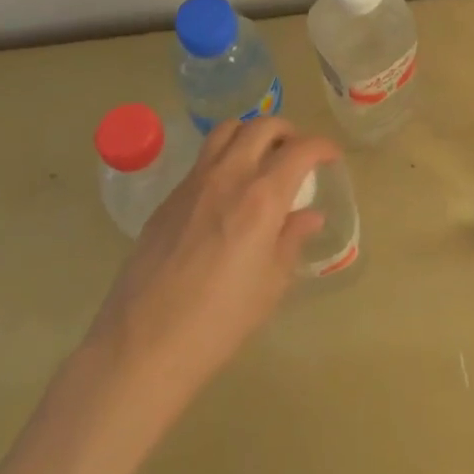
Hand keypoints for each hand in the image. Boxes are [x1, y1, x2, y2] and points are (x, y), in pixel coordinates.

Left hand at [85, 116, 337, 393]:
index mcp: (262, 197)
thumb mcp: (271, 285)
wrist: (142, 346)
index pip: (302, 149)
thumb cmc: (219, 322)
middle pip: (263, 126)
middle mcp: (229, 176)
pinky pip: (202, 159)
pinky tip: (226, 192)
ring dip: (251, 133)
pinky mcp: (168, 198)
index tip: (331, 157)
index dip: (323, 146)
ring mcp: (194, 183)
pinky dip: (224, 157)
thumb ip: (292, 240)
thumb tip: (309, 216)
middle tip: (297, 154)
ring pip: (227, 130)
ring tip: (260, 158)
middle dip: (288, 132)